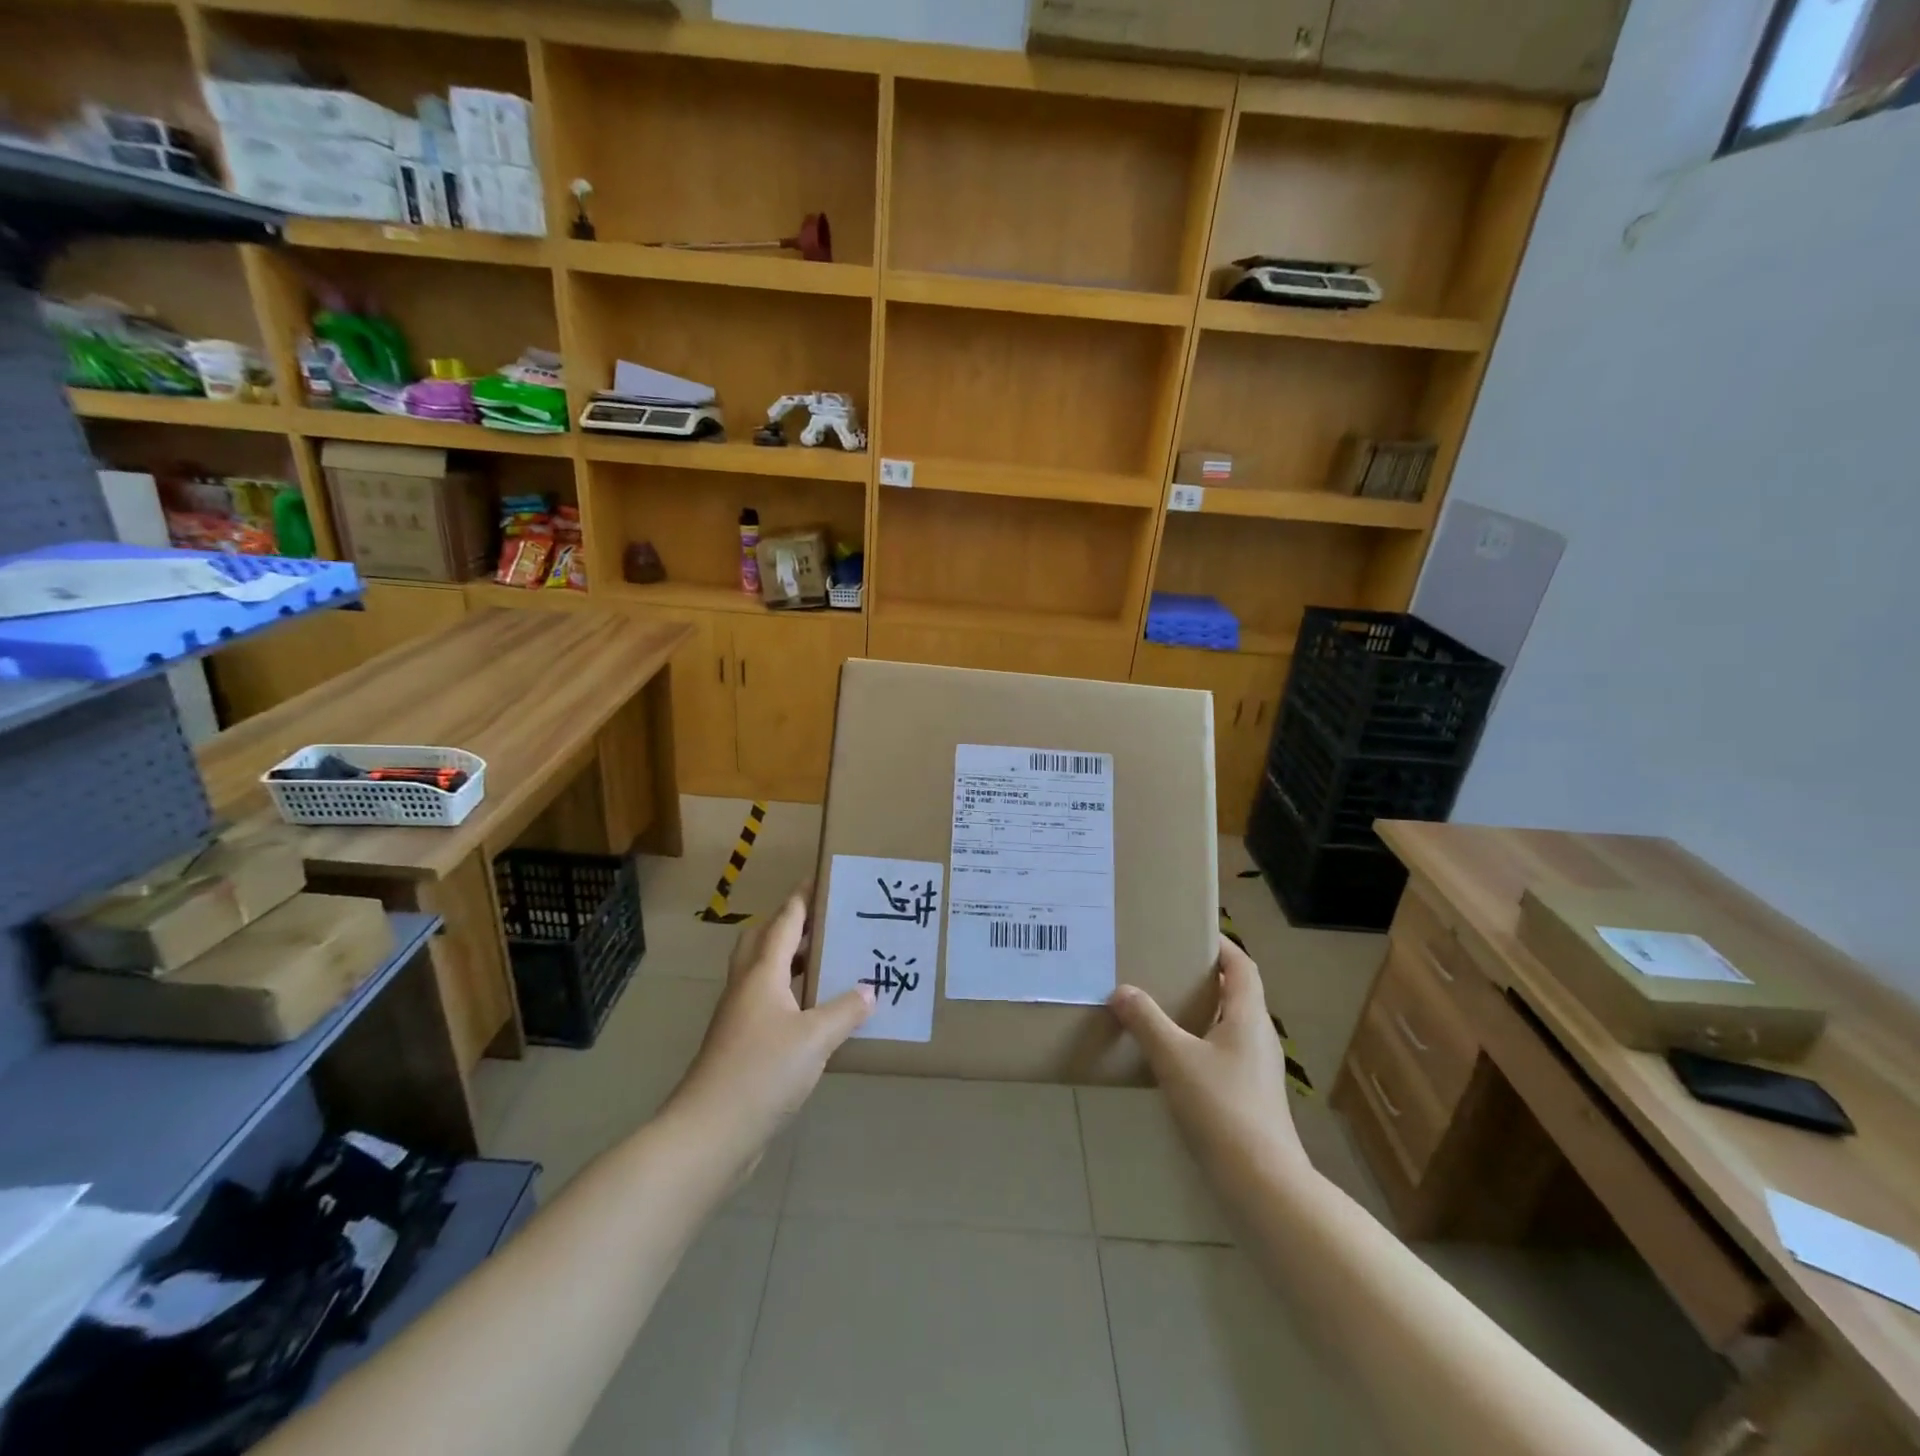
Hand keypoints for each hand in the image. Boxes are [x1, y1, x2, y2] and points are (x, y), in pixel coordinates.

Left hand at [671, 885, 872, 1163]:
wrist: (710, 1132)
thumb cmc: (762, 1072)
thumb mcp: (815, 1038)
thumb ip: (845, 1010)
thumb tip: (870, 990)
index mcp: (762, 973)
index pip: (785, 921)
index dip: (804, 898)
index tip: (825, 878)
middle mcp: (747, 986)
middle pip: (764, 940)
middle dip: (792, 926)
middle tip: (828, 923)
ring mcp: (739, 1016)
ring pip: (765, 973)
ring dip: (792, 962)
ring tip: (830, 962)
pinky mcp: (740, 1044)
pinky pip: (769, 1003)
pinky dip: (791, 996)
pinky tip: (817, 1013)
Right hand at [1108, 935, 1311, 1194]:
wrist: (1263, 1183)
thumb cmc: (1222, 1108)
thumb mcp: (1175, 1059)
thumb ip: (1146, 1021)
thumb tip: (1121, 990)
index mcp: (1249, 1017)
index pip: (1242, 966)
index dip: (1221, 945)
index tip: (1192, 931)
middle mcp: (1259, 1037)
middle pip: (1237, 993)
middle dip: (1205, 976)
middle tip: (1166, 966)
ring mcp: (1258, 1069)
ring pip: (1230, 1025)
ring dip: (1202, 1010)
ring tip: (1163, 1006)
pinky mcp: (1251, 1096)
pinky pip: (1225, 1052)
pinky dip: (1201, 1041)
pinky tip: (1174, 1057)